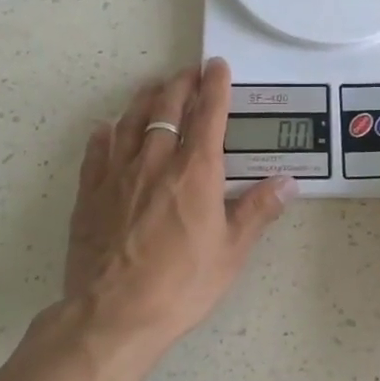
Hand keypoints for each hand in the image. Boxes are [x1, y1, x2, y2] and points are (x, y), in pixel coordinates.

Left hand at [64, 59, 293, 352]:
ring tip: (154, 87)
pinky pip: (97, 150)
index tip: (217, 66)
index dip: (214, 86)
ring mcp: (118, 174)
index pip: (208, 115)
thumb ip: (258, 211)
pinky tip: (108, 127)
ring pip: (131, 121)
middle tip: (189, 72)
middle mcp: (156, 161)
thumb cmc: (181, 284)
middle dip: (181, 84)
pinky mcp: (90, 193)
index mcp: (196, 172)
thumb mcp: (231, 252)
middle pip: (167, 108)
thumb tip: (289, 182)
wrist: (113, 314)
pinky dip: (106, 132)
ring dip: (145, 99)